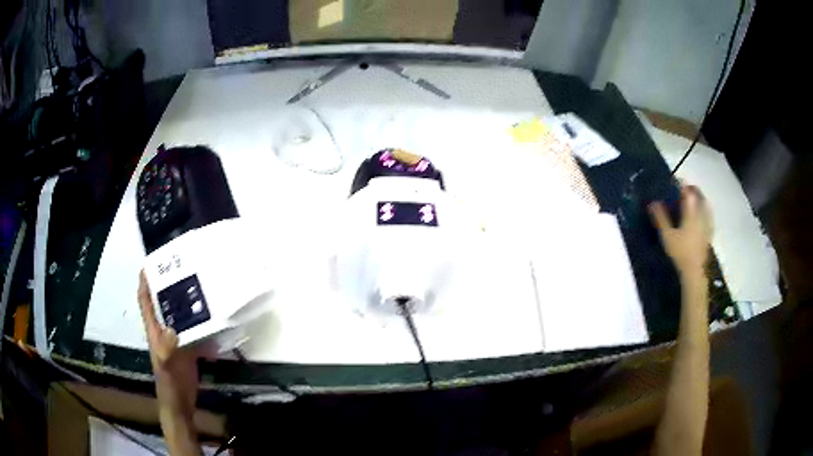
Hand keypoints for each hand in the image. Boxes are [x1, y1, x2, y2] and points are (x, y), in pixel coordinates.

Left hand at [138, 271, 199, 419]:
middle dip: (169, 284)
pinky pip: (195, 329)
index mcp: (154, 330)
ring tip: (201, 285)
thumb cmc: (170, 384)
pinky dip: (202, 321)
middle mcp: (164, 330)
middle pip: (163, 302)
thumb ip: (166, 349)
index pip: (145, 300)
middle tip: (183, 268)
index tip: (151, 262)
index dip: (145, 281)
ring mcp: (177, 339)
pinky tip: (215, 315)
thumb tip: (172, 328)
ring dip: (187, 301)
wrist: (181, 403)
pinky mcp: (190, 348)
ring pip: (180, 314)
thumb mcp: (166, 366)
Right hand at [649, 185, 712, 277]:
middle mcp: (701, 215)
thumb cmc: (680, 252)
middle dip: (693, 190)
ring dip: (701, 199)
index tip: (676, 181)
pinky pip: (709, 217)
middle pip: (699, 196)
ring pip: (706, 206)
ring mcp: (707, 225)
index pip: (688, 193)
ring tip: (696, 198)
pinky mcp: (709, 234)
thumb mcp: (667, 236)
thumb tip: (652, 203)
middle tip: (686, 188)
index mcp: (691, 213)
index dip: (682, 185)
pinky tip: (704, 214)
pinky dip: (706, 211)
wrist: (694, 270)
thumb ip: (661, 218)